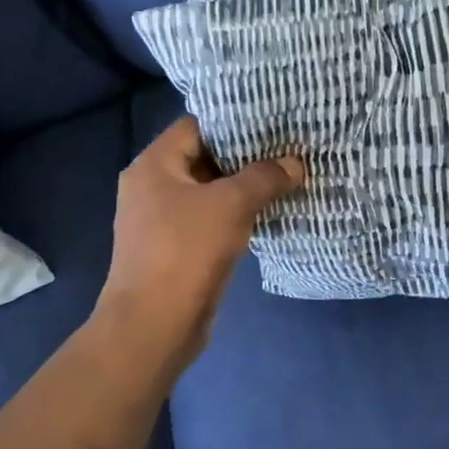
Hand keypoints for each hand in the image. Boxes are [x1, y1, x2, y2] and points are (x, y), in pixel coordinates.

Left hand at [93, 117, 305, 372]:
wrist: (153, 325)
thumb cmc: (186, 251)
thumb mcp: (232, 205)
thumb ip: (265, 177)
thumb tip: (296, 163)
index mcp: (154, 165)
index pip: (196, 126)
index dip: (234, 123)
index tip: (273, 123)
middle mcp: (152, 187)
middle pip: (204, 159)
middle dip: (246, 157)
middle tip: (288, 150)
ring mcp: (162, 221)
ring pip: (210, 193)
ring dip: (244, 189)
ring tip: (287, 178)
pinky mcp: (176, 249)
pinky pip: (210, 221)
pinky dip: (237, 216)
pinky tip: (270, 214)